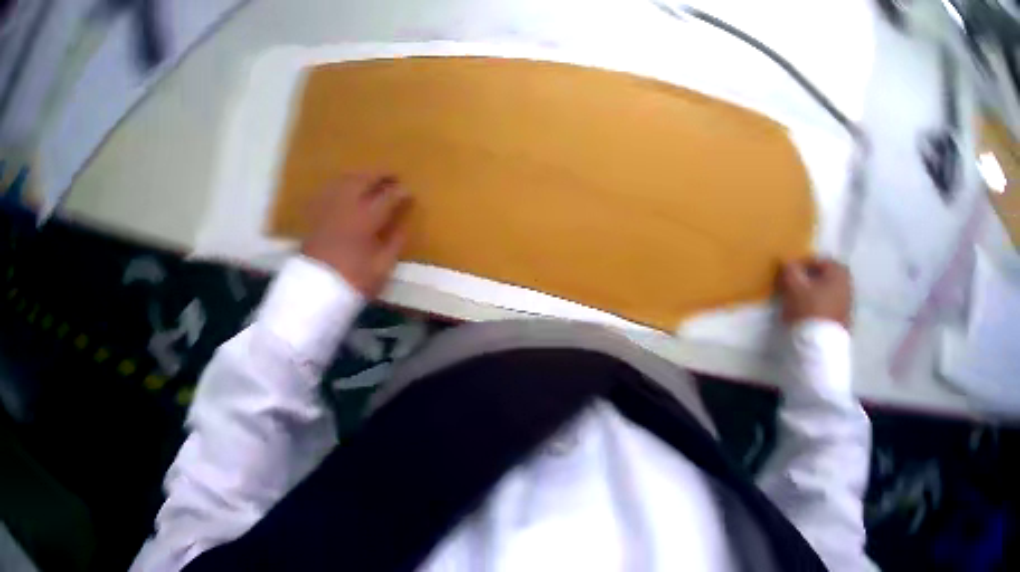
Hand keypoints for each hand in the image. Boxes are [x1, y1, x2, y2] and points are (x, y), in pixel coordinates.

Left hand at [302, 173, 412, 296]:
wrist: (312, 292)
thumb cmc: (351, 281)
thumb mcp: (381, 269)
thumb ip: (394, 244)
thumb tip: (403, 226)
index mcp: (366, 218)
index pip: (388, 197)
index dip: (401, 193)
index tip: (409, 192)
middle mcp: (346, 205)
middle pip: (364, 180)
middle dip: (380, 175)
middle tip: (392, 176)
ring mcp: (328, 208)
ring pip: (345, 180)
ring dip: (360, 176)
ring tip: (370, 178)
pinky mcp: (314, 215)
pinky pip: (328, 191)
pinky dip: (340, 186)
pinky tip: (344, 191)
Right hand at [778, 258, 852, 328]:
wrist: (822, 347)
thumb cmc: (810, 310)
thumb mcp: (794, 286)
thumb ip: (790, 270)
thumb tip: (787, 262)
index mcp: (838, 269)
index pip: (815, 261)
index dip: (799, 267)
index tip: (787, 277)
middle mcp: (847, 283)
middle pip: (822, 279)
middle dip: (807, 283)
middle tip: (792, 291)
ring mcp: (848, 304)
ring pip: (825, 294)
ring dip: (812, 298)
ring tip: (797, 308)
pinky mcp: (845, 322)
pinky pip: (828, 310)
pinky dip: (818, 311)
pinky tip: (807, 320)